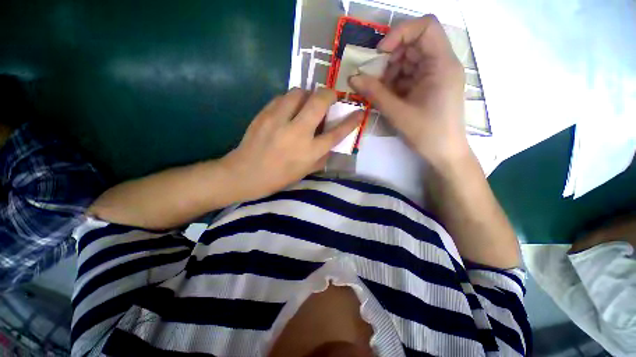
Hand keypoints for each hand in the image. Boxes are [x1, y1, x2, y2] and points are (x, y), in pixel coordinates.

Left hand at [222, 88, 362, 199]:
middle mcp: (298, 133)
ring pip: (298, 92)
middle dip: (329, 94)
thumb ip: (321, 156)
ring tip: (305, 103)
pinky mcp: (264, 114)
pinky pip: (281, 97)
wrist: (246, 173)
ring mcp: (279, 120)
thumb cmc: (278, 177)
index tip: (359, 111)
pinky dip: (289, 100)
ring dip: (307, 94)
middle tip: (330, 96)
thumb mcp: (305, 172)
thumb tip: (330, 142)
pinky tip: (287, 109)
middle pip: (319, 102)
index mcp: (310, 152)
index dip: (351, 121)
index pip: (337, 133)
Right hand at [349, 15, 469, 169]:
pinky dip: (395, 82)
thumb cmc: (427, 133)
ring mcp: (435, 75)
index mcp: (442, 64)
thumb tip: (352, 78)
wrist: (444, 153)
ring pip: (409, 60)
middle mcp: (441, 64)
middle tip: (373, 77)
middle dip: (390, 58)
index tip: (379, 54)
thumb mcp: (398, 113)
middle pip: (414, 44)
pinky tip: (387, 96)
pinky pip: (409, 75)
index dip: (400, 33)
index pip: (425, 27)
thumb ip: (375, 93)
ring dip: (390, 72)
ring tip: (379, 91)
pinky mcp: (429, 86)